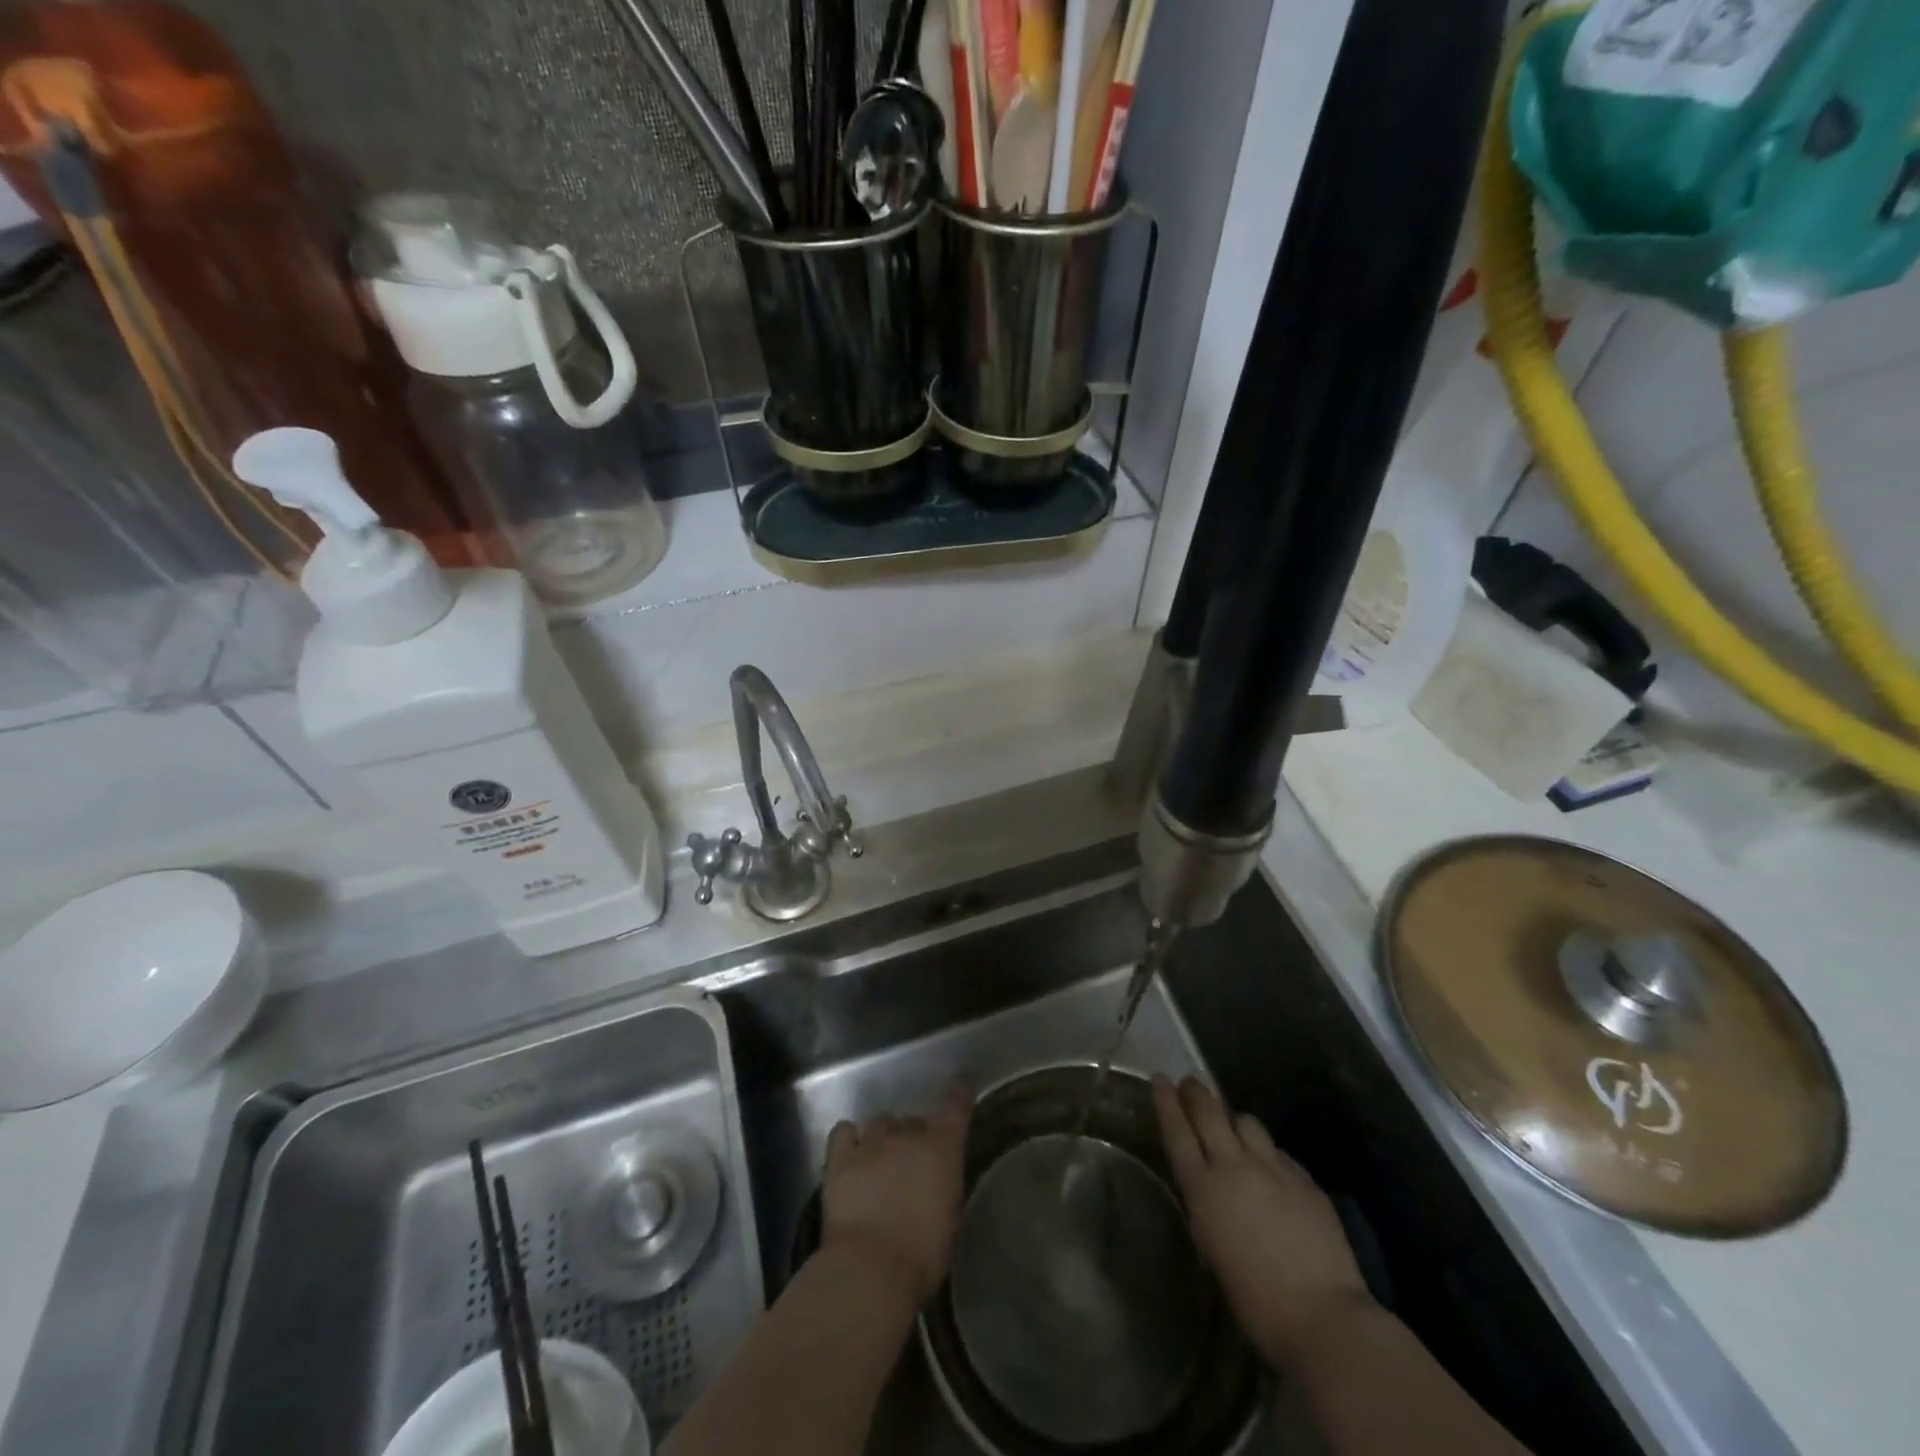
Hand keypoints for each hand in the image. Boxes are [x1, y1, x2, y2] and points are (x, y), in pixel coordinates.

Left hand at [822, 1082, 971, 1306]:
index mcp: (942, 1149)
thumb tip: (936, 1179)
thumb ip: (944, 1186)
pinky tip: (851, 1152)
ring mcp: (871, 1143)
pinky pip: (844, 1132)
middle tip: (910, 1165)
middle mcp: (908, 1135)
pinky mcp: (840, 1158)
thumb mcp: (950, 1219)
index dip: (959, 1092)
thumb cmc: (923, 1256)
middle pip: (912, 1121)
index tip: (960, 1084)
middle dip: (913, 1137)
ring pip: (880, 1122)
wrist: (871, 1270)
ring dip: (884, 1138)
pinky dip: (849, 1138)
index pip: (955, 1105)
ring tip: (879, 1161)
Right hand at [1153, 1074, 1372, 1371]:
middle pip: (1210, 1113)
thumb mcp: (1213, 1249)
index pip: (1177, 1132)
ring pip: (1247, 1122)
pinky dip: (1266, 1150)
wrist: (1324, 1316)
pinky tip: (1270, 1165)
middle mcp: (1235, 1166)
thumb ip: (1207, 1207)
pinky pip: (1278, 1151)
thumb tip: (1208, 1189)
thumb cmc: (1256, 1301)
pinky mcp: (1304, 1179)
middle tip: (1189, 1082)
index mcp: (1204, 1188)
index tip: (1159, 1078)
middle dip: (1196, 1093)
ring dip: (1234, 1119)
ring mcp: (1273, 1168)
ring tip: (1232, 1126)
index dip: (1166, 1102)